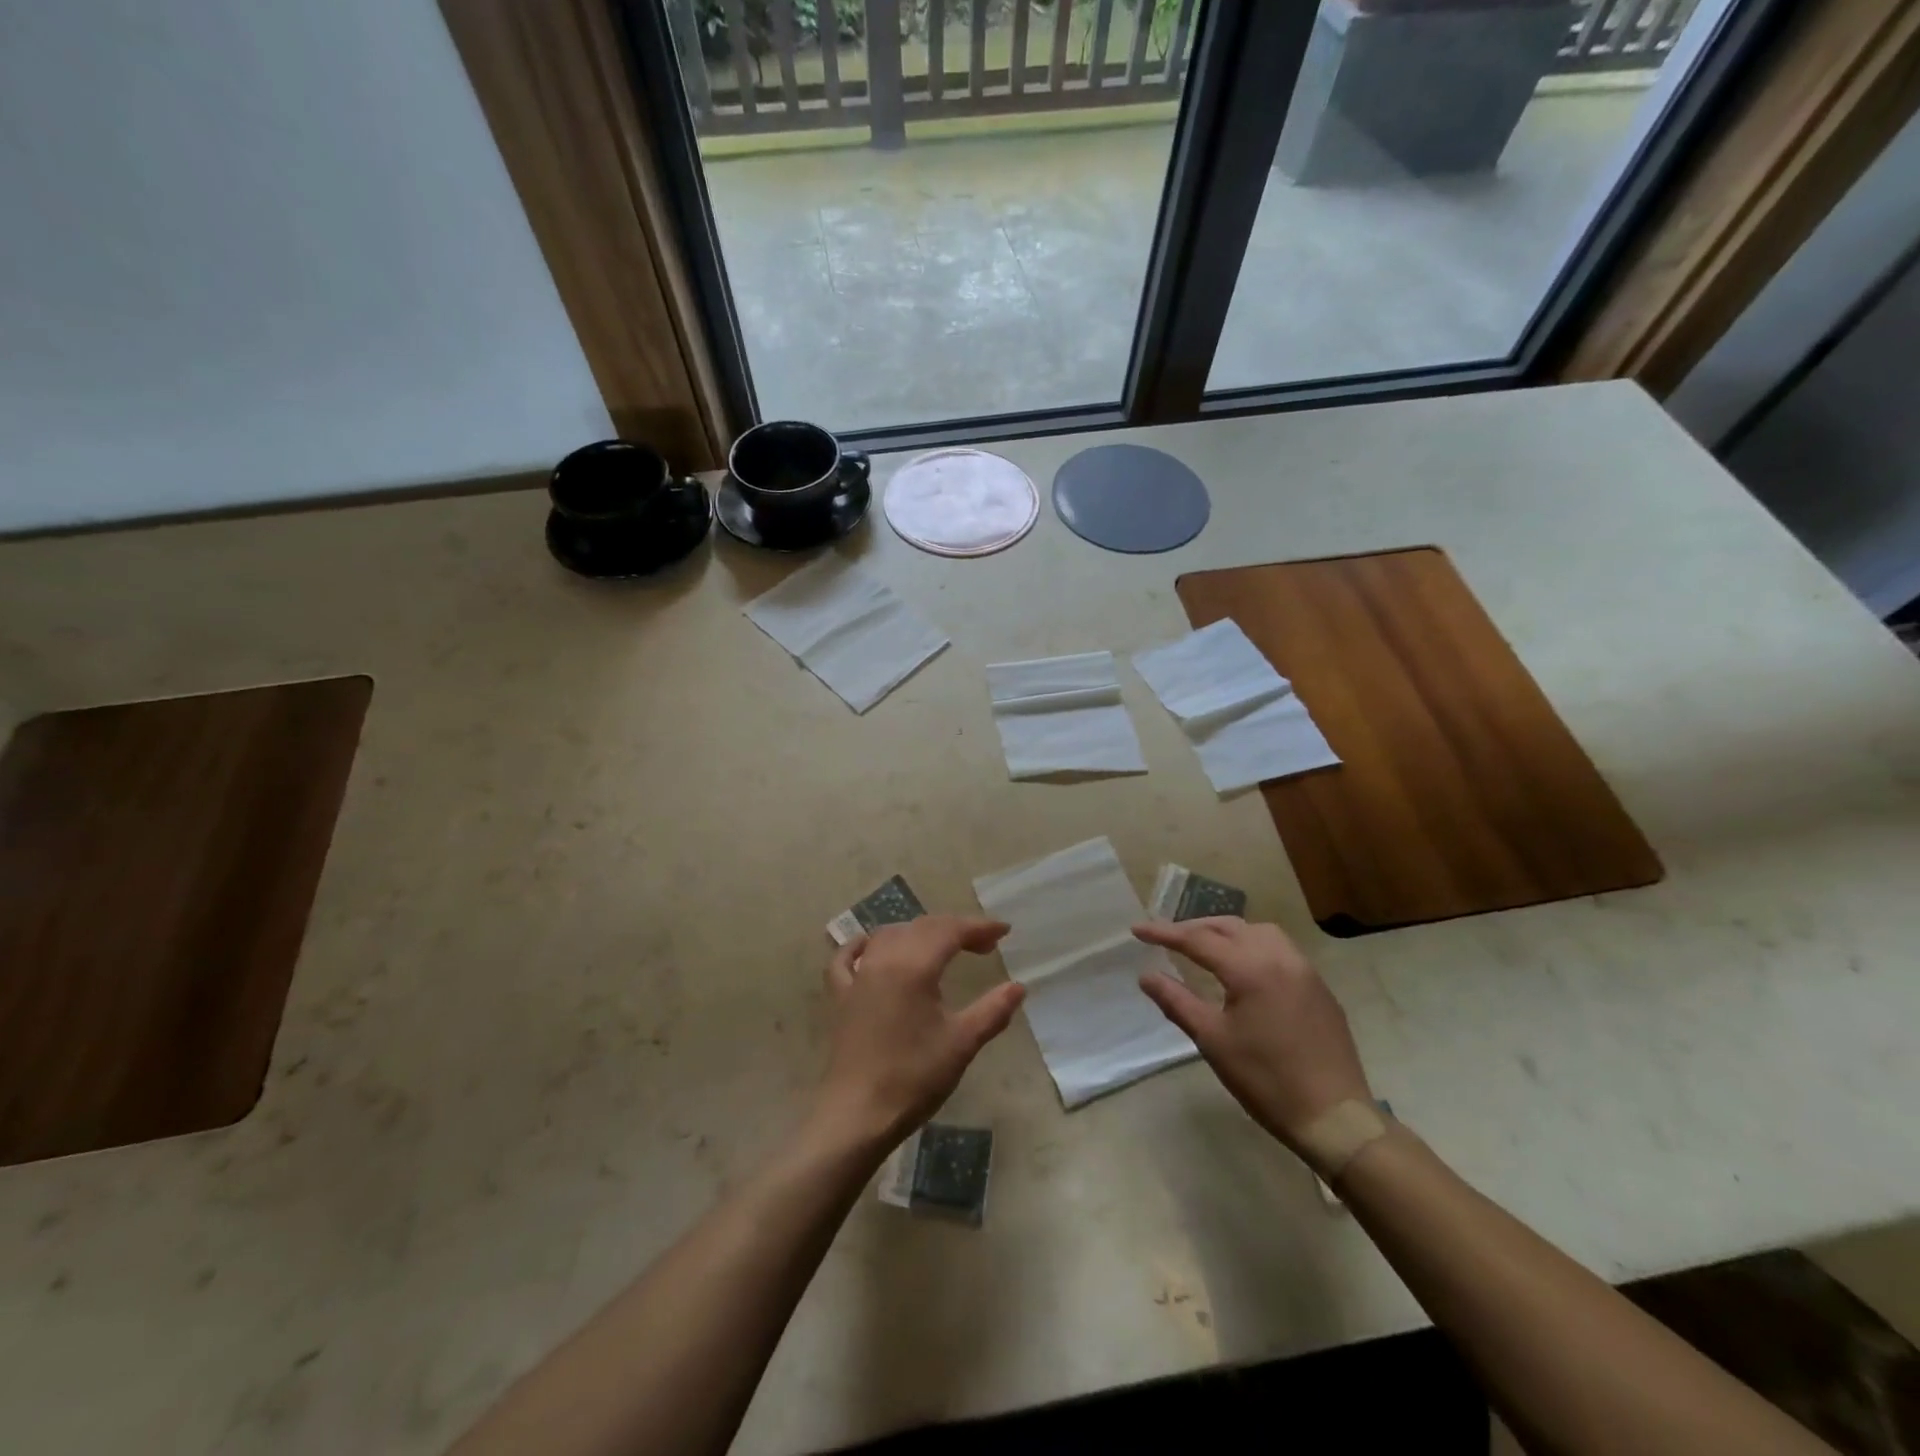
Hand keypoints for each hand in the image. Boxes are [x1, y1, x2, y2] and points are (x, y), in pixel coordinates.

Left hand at [813, 915, 1025, 1152]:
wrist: (858, 1114)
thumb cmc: (914, 1077)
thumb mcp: (962, 1043)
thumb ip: (993, 1010)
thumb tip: (1018, 987)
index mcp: (914, 966)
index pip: (950, 931)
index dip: (978, 927)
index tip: (1004, 931)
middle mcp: (883, 959)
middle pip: (922, 927)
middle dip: (955, 929)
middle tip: (983, 945)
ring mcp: (857, 976)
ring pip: (888, 936)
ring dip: (918, 933)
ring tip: (941, 946)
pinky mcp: (839, 996)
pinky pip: (846, 958)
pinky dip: (862, 946)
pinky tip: (870, 947)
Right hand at [1134, 917, 1372, 1149]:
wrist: (1335, 1118)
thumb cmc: (1266, 1080)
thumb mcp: (1213, 1041)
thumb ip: (1177, 1002)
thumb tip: (1146, 976)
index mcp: (1250, 968)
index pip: (1197, 939)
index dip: (1164, 933)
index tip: (1137, 930)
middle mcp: (1279, 957)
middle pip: (1229, 926)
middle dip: (1194, 928)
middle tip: (1166, 937)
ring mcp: (1304, 970)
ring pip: (1259, 932)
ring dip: (1227, 932)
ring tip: (1205, 946)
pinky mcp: (1319, 988)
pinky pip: (1280, 949)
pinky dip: (1253, 945)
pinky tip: (1244, 968)